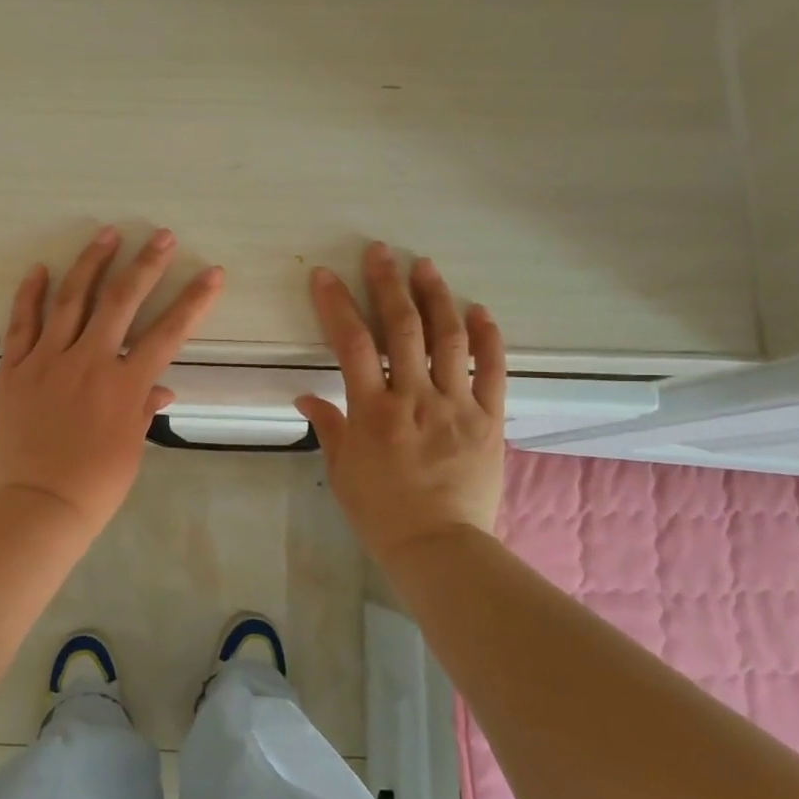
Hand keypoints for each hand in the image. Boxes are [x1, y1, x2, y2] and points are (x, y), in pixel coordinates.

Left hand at [0, 228, 223, 537]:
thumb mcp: (132, 448)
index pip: (168, 333)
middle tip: (162, 236)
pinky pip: (21, 324)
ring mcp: (47, 361)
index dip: (193, 301)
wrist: (39, 505)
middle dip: (146, 265)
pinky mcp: (14, 369)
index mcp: (124, 385)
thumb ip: (144, 408)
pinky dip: (30, 295)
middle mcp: (89, 362)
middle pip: (121, 302)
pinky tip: (40, 269)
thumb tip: (161, 386)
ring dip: (91, 263)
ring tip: (106, 233)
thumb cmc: (95, 484)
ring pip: (71, 300)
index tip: (212, 272)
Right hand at [294, 243, 506, 565]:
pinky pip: (492, 371)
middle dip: (388, 285)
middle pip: (402, 329)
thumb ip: (328, 426)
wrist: (439, 546)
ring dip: (436, 298)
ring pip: (448, 340)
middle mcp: (415, 398)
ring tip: (425, 266)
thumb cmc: (380, 512)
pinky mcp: (489, 419)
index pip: (351, 344)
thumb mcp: (342, 470)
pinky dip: (487, 338)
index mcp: (373, 411)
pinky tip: (479, 310)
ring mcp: (456, 405)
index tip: (325, 275)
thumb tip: (306, 398)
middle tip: (380, 252)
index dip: (337, 304)